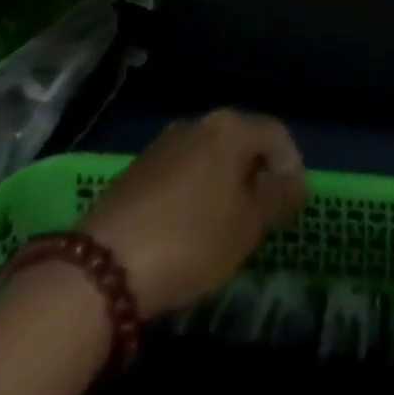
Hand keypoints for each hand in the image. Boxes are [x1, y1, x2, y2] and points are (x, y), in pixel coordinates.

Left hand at [79, 109, 305, 317]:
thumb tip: (294, 182)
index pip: (277, 134)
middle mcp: (197, 124)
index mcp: (230, 128)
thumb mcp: (248, 226)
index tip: (292, 207)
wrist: (99, 269)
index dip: (292, 168)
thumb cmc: (190, 240)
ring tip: (225, 228)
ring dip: (224, 186)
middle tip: (261, 217)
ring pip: (209, 159)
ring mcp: (161, 146)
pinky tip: (187, 232)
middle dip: (256, 176)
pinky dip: (194, 195)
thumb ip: (279, 199)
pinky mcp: (134, 172)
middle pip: (241, 143)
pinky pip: (180, 175)